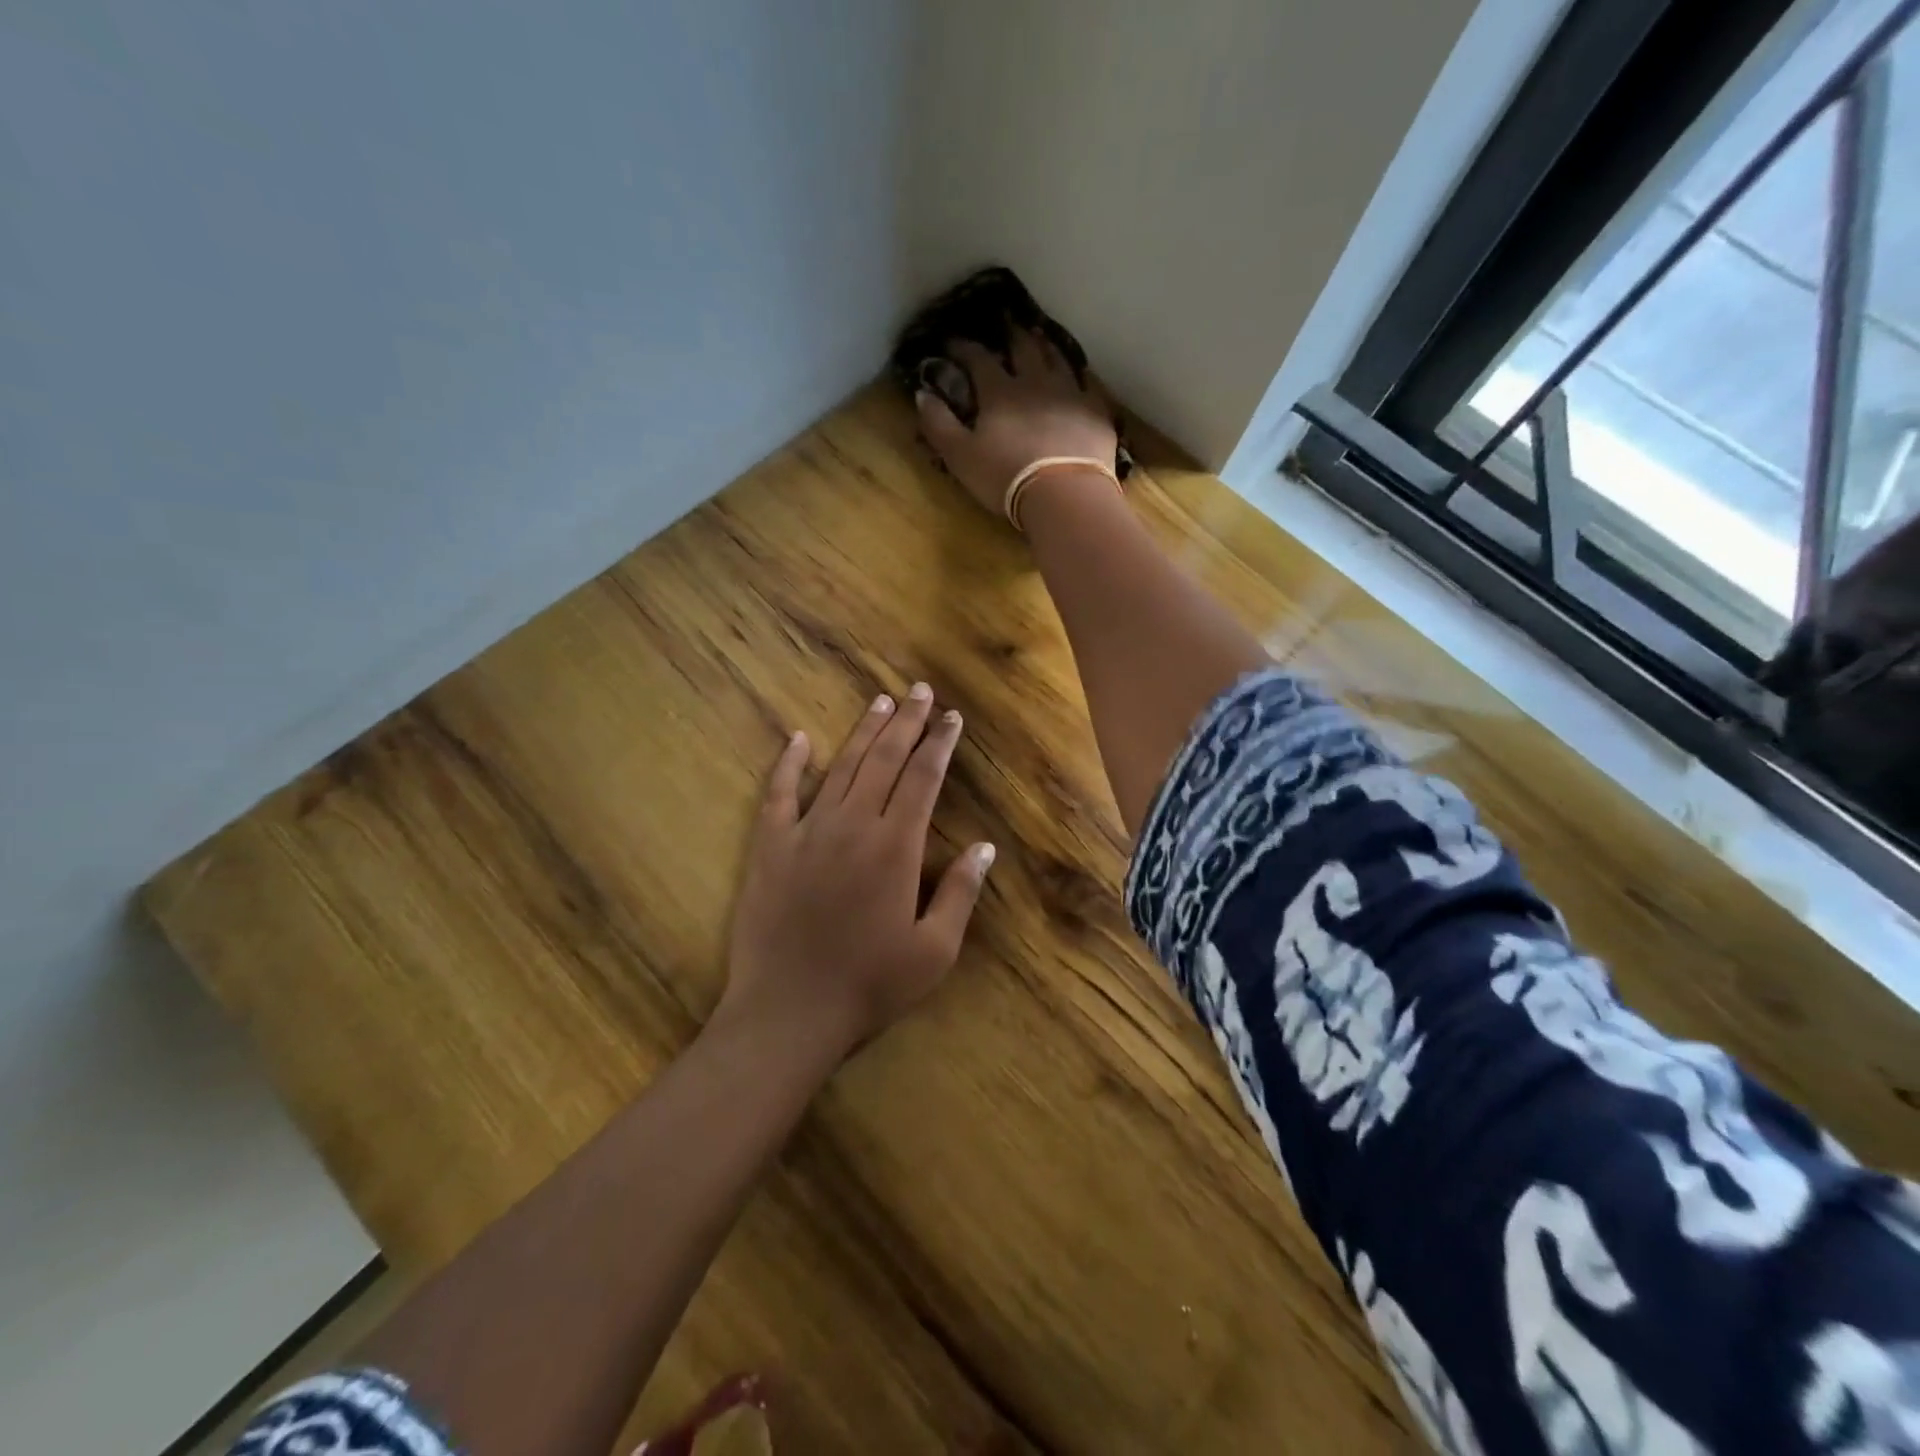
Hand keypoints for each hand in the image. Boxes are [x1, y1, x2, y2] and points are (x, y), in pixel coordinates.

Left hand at [719, 683, 995, 1061]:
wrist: (788, 1012)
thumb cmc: (869, 986)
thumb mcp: (933, 951)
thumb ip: (960, 893)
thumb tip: (985, 847)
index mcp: (896, 847)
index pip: (924, 779)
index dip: (940, 743)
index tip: (952, 717)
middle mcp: (853, 825)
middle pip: (886, 761)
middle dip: (908, 723)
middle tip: (921, 692)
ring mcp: (807, 832)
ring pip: (842, 767)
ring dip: (864, 732)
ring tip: (881, 702)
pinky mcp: (770, 847)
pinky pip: (779, 794)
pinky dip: (789, 764)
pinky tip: (798, 739)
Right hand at [916, 331, 1119, 517]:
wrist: (1065, 496)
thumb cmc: (1006, 478)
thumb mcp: (961, 456)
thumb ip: (939, 424)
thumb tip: (922, 393)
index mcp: (1000, 391)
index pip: (978, 359)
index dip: (963, 348)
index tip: (951, 341)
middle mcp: (1036, 382)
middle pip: (1023, 348)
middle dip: (1011, 334)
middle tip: (1006, 322)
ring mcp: (1070, 394)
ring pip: (1057, 359)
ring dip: (1046, 345)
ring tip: (1040, 337)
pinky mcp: (1096, 413)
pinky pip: (1088, 385)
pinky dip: (1080, 376)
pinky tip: (1080, 376)